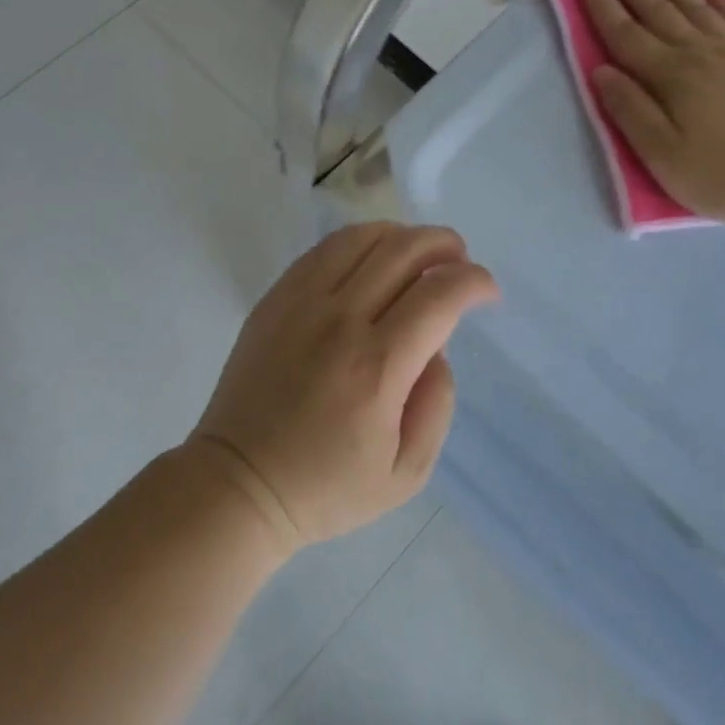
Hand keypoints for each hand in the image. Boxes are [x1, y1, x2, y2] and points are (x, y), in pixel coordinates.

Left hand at [191, 223, 499, 547]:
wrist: (238, 484)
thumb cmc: (326, 487)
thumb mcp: (407, 473)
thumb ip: (437, 404)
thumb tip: (437, 348)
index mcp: (377, 367)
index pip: (439, 295)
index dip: (474, 282)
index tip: (487, 292)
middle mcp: (339, 321)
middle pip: (403, 251)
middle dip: (445, 246)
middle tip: (460, 262)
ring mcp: (300, 304)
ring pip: (362, 239)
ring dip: (403, 236)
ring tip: (420, 255)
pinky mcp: (274, 300)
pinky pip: (324, 251)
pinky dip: (360, 243)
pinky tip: (372, 260)